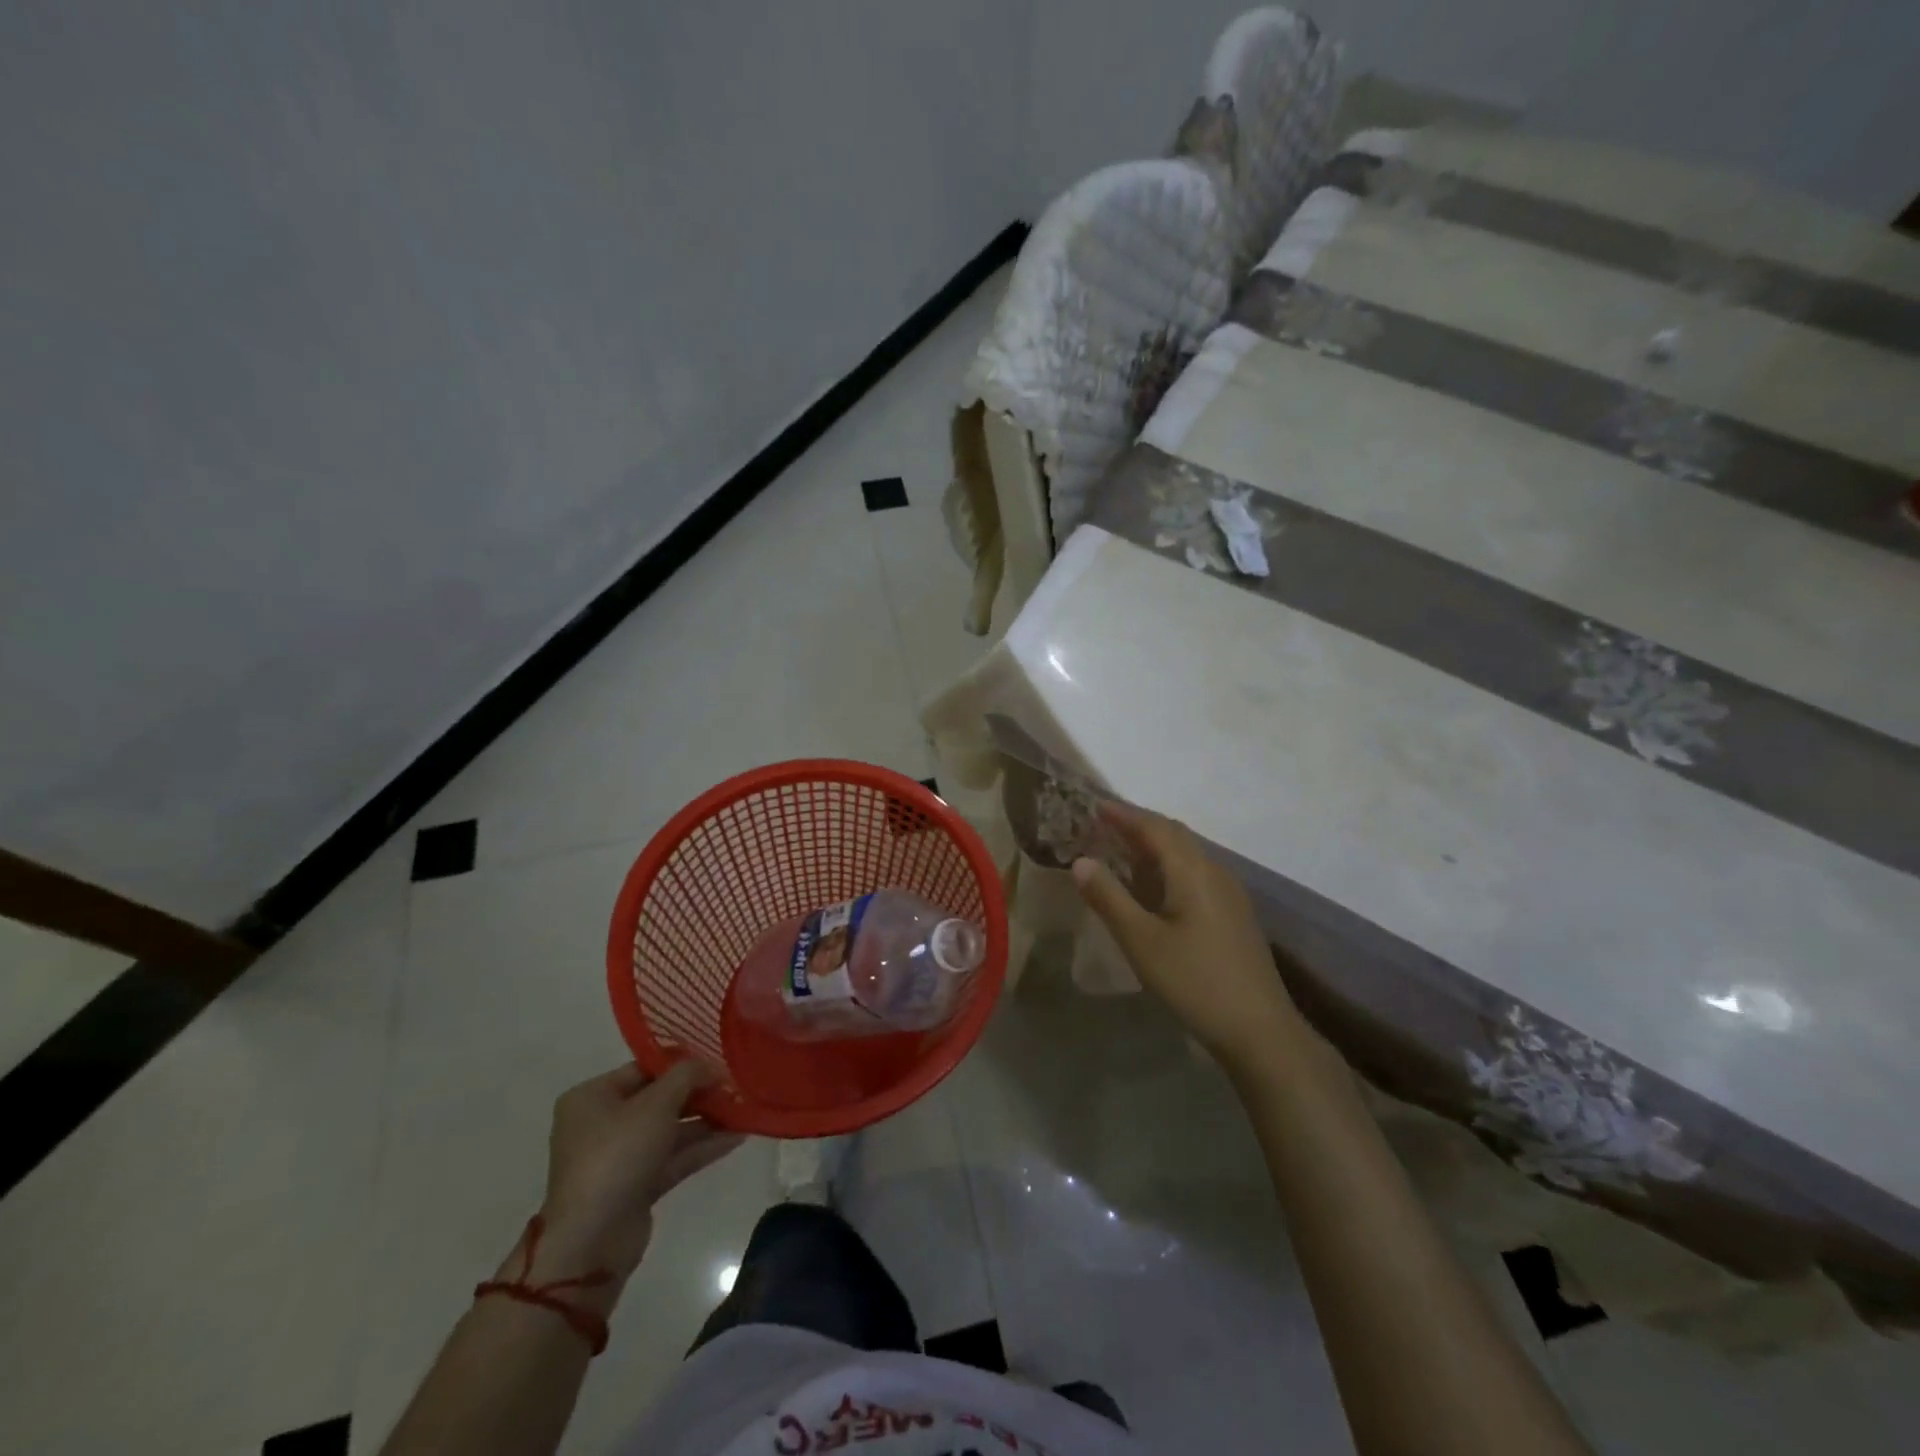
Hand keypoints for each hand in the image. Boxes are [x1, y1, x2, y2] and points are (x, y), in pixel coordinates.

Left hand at [533, 1061, 742, 1288]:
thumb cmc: (617, 1156)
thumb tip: (712, 1066)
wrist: (592, 1241)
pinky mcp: (636, 1186)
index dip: (682, 1062)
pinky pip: (673, 1157)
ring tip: (743, 1109)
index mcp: (593, 1097)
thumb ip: (687, 1076)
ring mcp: (619, 1157)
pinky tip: (737, 1136)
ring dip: (706, 1120)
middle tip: (735, 1085)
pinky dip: (702, 1147)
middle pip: (659, 1099)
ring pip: (669, 1130)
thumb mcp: (655, 1104)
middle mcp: (602, 1124)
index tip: (717, 1061)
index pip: (644, 1068)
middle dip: (698, 1093)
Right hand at [1072, 803, 1300, 1070]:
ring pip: (1187, 855)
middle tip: (1101, 826)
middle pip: (1174, 836)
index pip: (1155, 827)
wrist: (1261, 1031)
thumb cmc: (1195, 982)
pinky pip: (1195, 875)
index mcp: (1193, 871)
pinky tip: (1152, 890)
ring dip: (1153, 847)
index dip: (1123, 814)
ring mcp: (1229, 895)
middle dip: (1138, 826)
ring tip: (1120, 852)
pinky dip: (1167, 868)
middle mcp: (1215, 872)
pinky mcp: (1233, 916)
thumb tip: (1081, 861)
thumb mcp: (1141, 941)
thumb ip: (1109, 898)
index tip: (1093, 806)